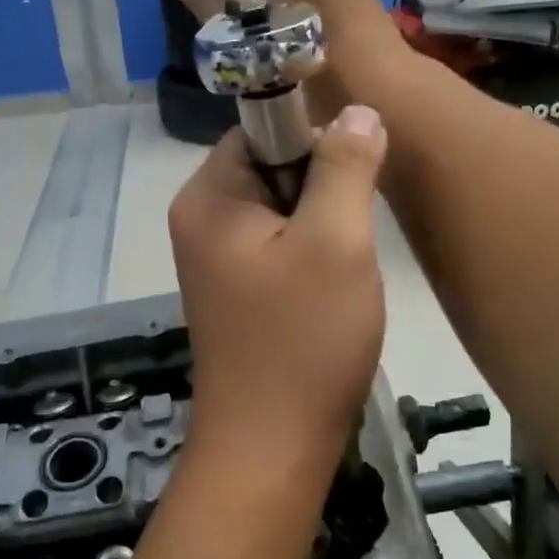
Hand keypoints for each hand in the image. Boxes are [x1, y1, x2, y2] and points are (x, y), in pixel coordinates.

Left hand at [168, 111, 389, 495]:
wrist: (272, 447)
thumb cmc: (302, 340)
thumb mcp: (335, 242)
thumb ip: (345, 167)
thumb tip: (356, 110)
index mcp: (207, 196)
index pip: (262, 127)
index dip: (314, 135)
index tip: (358, 167)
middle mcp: (200, 219)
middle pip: (271, 164)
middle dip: (321, 181)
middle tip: (359, 220)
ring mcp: (215, 257)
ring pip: (280, 205)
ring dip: (322, 218)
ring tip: (351, 253)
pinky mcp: (236, 288)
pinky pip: (277, 243)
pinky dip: (311, 249)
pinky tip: (335, 280)